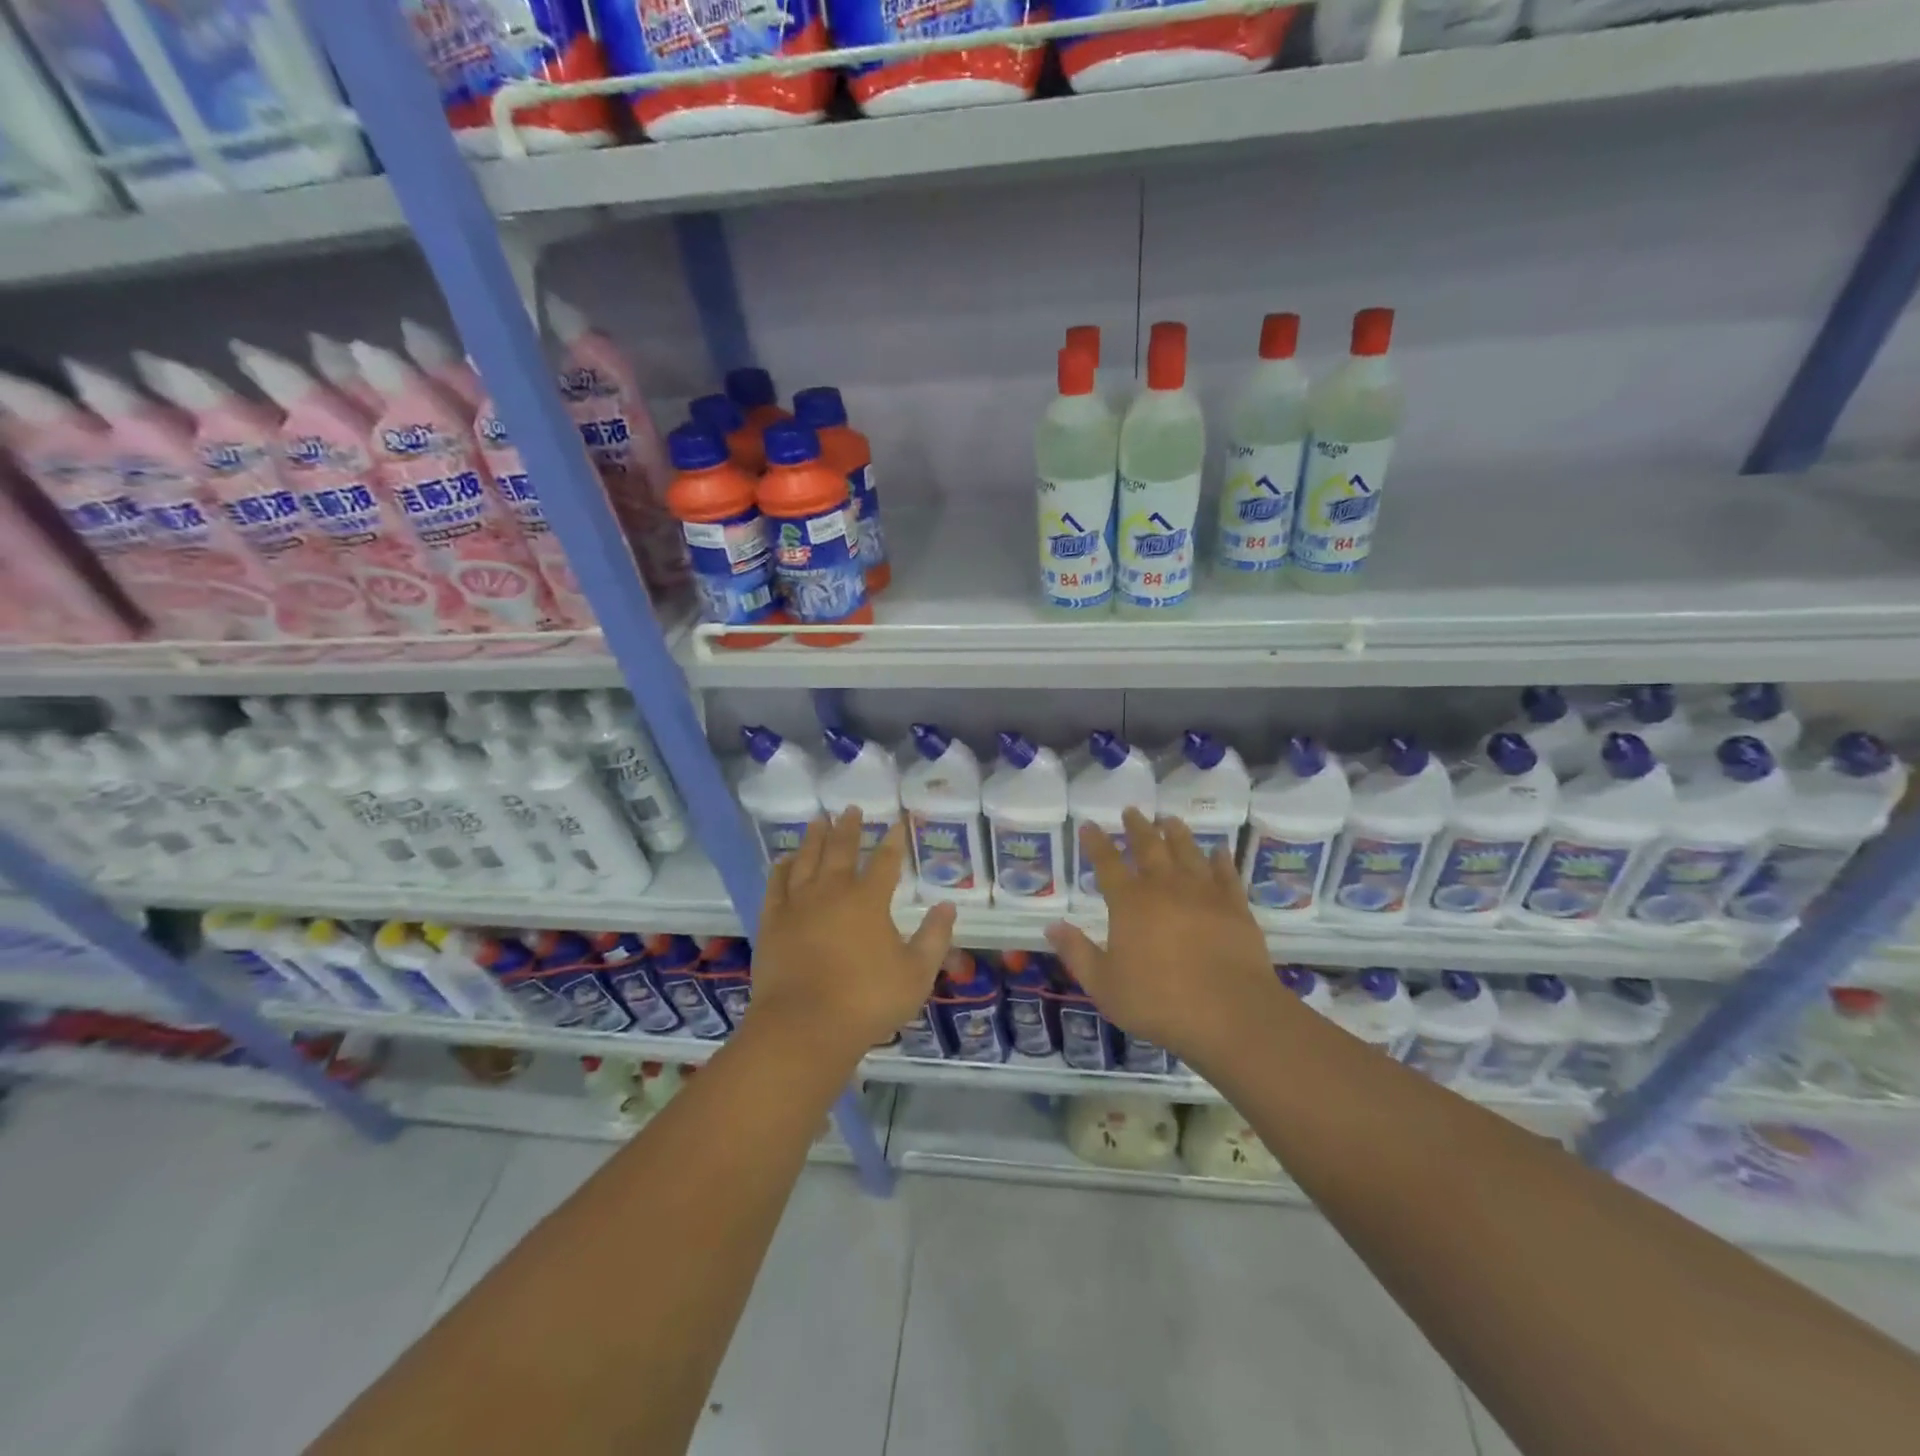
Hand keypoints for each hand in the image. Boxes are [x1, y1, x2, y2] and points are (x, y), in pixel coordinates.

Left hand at [752, 808, 956, 1053]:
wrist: (804, 1028)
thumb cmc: (867, 1001)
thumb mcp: (916, 974)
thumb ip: (934, 937)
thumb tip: (948, 906)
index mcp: (868, 901)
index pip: (885, 861)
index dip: (893, 841)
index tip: (897, 823)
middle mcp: (832, 892)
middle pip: (840, 850)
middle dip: (848, 828)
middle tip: (851, 808)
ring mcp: (798, 906)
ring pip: (806, 860)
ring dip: (814, 838)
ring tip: (818, 820)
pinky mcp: (772, 923)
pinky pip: (776, 885)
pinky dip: (781, 869)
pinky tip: (784, 860)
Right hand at [1045, 807, 1278, 1062]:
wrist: (1231, 1013)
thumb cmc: (1159, 1001)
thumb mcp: (1104, 985)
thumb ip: (1076, 953)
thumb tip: (1052, 926)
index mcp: (1130, 902)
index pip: (1107, 862)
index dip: (1096, 842)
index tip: (1088, 824)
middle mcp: (1165, 886)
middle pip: (1149, 846)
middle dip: (1137, 827)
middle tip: (1131, 811)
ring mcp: (1204, 893)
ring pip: (1187, 851)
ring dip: (1176, 832)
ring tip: (1169, 819)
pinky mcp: (1235, 906)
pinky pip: (1226, 873)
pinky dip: (1220, 858)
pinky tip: (1219, 850)